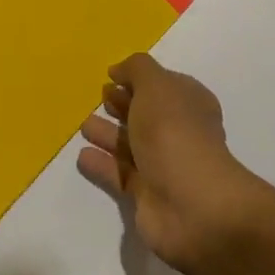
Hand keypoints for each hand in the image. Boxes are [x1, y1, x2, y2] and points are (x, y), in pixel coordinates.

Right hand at [78, 53, 266, 270]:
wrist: (191, 205)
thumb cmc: (174, 134)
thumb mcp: (156, 86)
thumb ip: (136, 70)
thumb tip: (118, 71)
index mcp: (189, 104)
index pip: (164, 85)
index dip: (140, 79)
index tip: (112, 75)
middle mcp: (179, 132)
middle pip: (146, 114)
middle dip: (123, 104)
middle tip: (99, 97)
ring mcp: (164, 165)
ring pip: (131, 144)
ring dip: (109, 134)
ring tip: (84, 125)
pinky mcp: (147, 195)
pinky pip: (120, 174)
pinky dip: (102, 164)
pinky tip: (82, 156)